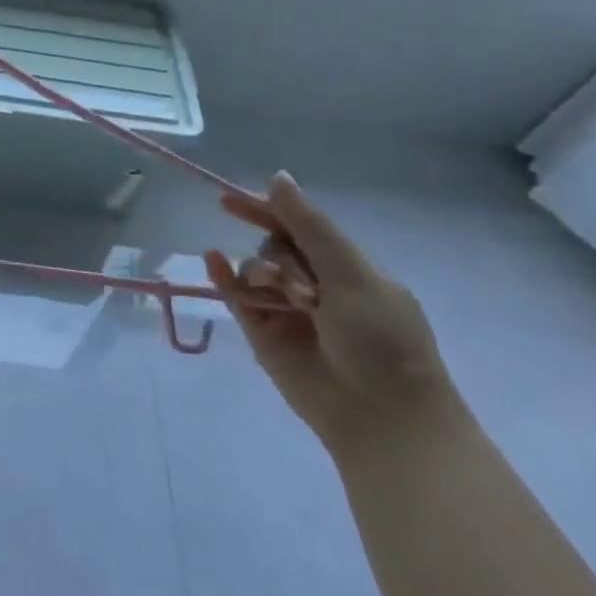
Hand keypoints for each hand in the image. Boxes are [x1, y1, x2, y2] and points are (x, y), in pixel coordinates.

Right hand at [203, 172, 461, 458]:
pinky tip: (213, 260)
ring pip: (254, 269)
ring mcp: (287, 309)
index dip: (267, 209)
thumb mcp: (353, 274)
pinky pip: (236, 296)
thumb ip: (309, 226)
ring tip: (282, 299)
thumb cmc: (383, 342)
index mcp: (347, 270)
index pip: (300, 227)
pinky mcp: (264, 334)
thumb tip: (276, 177)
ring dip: (261, 272)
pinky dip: (224, 277)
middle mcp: (315, 285)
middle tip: (299, 284)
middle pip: (274, 245)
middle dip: (278, 254)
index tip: (229, 199)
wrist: (382, 417)